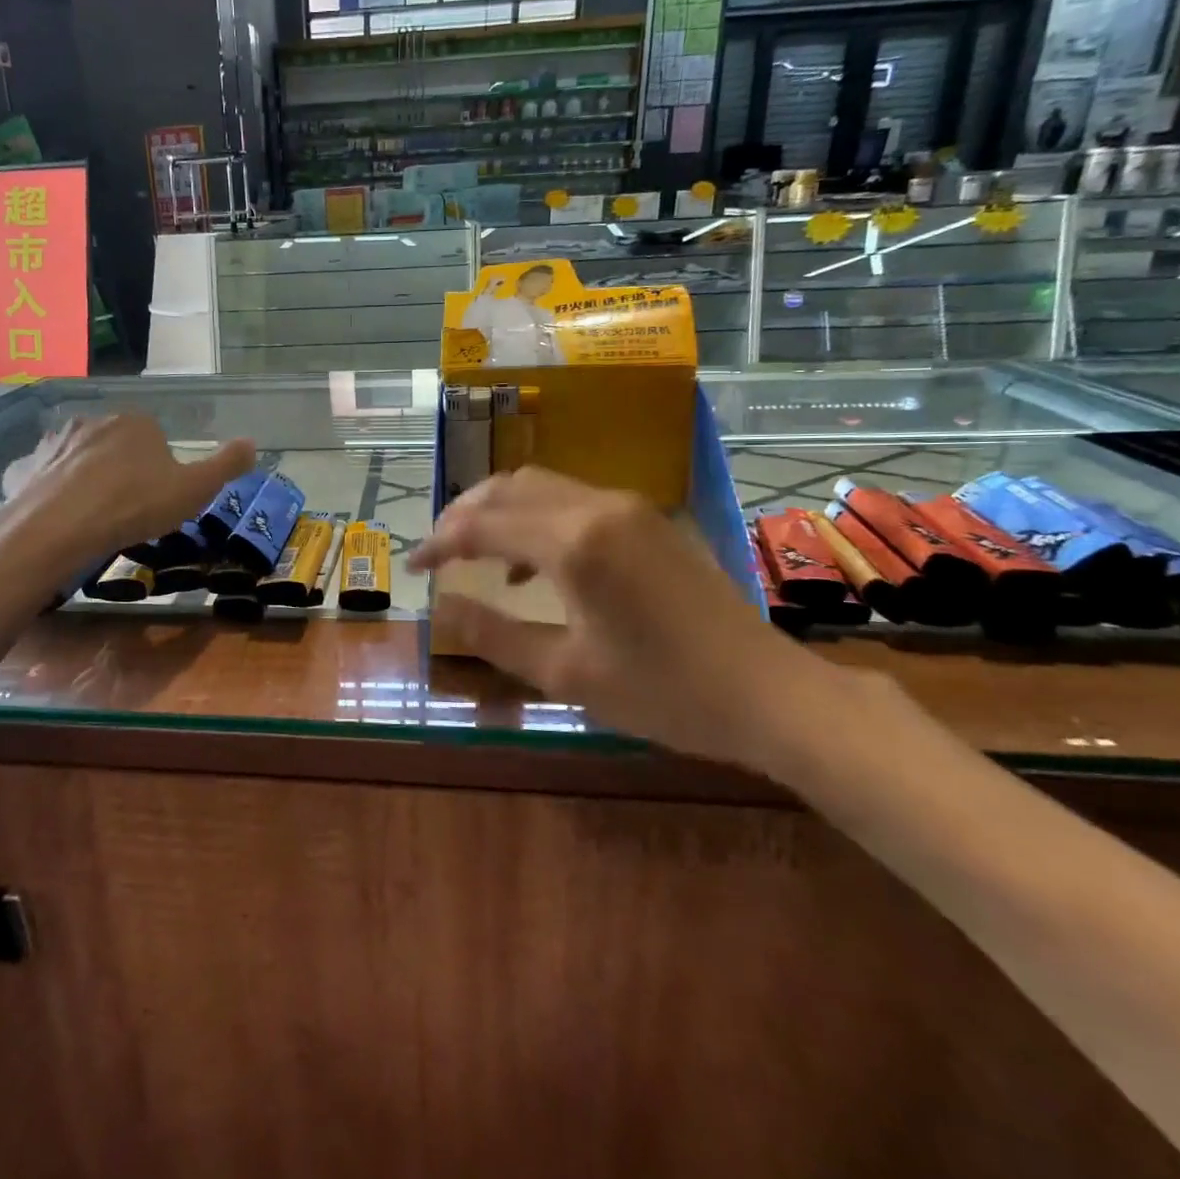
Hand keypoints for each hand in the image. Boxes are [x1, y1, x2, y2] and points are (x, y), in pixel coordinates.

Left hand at [0, 415, 254, 565]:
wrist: (59, 528)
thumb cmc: (134, 505)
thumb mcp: (194, 490)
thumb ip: (225, 465)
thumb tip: (253, 443)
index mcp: (135, 423)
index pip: (154, 437)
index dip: (161, 467)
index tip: (160, 497)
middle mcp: (92, 422)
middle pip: (115, 444)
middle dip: (122, 468)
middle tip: (129, 509)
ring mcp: (53, 443)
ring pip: (76, 457)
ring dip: (84, 476)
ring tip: (92, 515)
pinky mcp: (23, 468)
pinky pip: (41, 475)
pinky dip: (48, 489)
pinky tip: (54, 514)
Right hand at [410, 467, 835, 772]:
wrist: (767, 692)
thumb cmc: (662, 692)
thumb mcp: (565, 673)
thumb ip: (493, 635)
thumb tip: (441, 607)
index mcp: (573, 543)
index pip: (481, 525)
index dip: (438, 542)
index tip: (411, 567)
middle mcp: (597, 507)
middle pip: (508, 488)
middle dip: (462, 513)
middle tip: (435, 550)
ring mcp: (628, 507)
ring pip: (541, 486)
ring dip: (498, 509)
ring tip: (473, 551)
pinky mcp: (648, 518)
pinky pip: (573, 498)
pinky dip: (536, 516)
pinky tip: (531, 561)